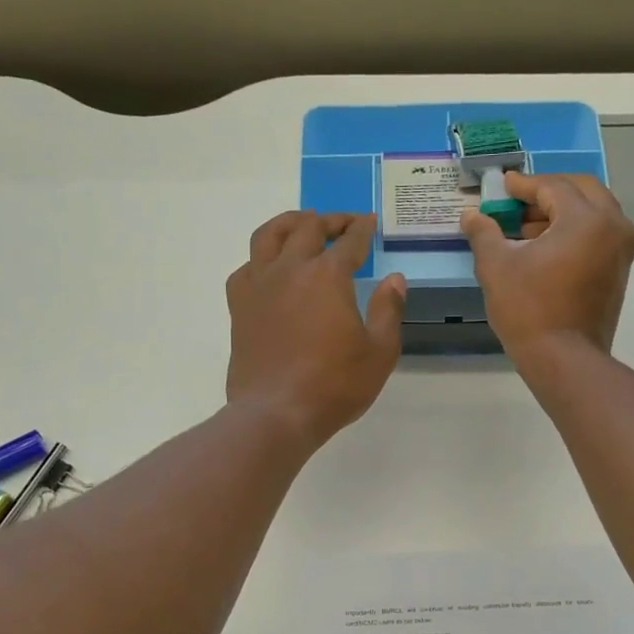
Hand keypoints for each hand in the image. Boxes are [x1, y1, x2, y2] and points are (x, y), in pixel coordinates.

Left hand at [226, 211, 406, 446]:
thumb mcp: (379, 352)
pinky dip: (261, 259)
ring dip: (289, 223)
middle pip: (308, 228)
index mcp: (328, 276)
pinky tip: (270, 269)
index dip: (362, 229)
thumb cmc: (334, 385)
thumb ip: (389, 310)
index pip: (349, 242)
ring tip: (302, 226)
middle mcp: (291, 269)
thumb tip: (395, 279)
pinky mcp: (239, 306)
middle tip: (343, 225)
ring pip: (269, 235)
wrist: (276, 413)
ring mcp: (259, 285)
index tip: (370, 222)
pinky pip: (246, 268)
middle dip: (330, 220)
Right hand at [461, 173, 633, 364]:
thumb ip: (484, 233)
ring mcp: (621, 249)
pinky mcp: (619, 270)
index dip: (523, 185)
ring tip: (526, 228)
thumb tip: (471, 214)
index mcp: (586, 219)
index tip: (502, 185)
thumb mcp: (496, 267)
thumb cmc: (529, 310)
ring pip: (593, 212)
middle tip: (518, 202)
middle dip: (548, 192)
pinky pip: (599, 234)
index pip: (553, 187)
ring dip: (562, 212)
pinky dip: (575, 231)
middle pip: (581, 191)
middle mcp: (613, 226)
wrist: (564, 360)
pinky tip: (545, 248)